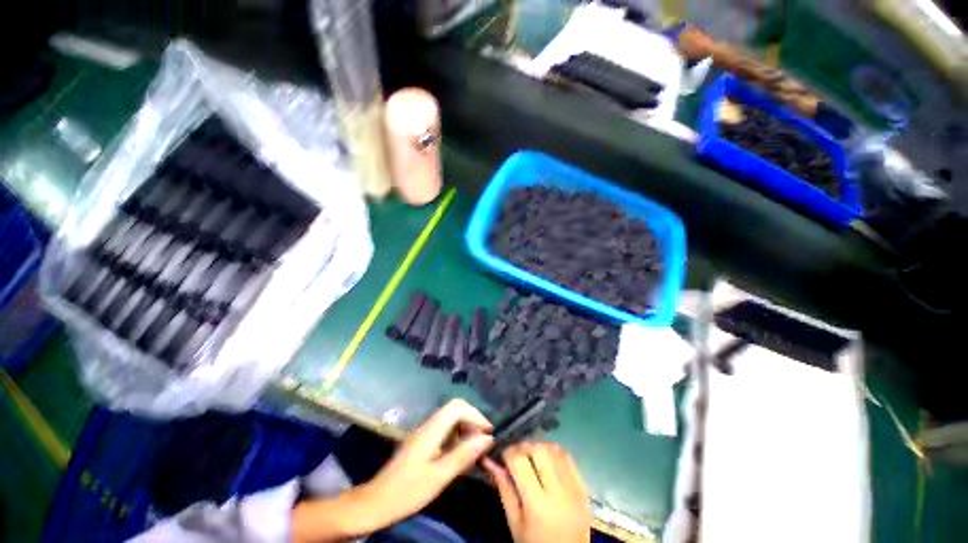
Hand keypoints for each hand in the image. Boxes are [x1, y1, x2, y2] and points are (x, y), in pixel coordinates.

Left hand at [360, 399, 493, 526]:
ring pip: (450, 419)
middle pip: (454, 409)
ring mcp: (424, 433)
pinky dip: (457, 436)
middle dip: (472, 420)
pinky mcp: (422, 442)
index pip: (457, 407)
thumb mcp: (439, 477)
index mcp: (431, 430)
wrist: (375, 503)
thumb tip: (487, 438)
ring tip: (475, 448)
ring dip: (465, 428)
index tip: (488, 433)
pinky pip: (444, 430)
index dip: (475, 415)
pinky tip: (461, 453)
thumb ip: (463, 455)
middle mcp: (428, 426)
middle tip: (483, 440)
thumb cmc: (407, 491)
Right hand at [484, 442, 590, 542]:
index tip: (503, 456)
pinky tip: (546, 458)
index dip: (508, 452)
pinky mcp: (583, 487)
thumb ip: (504, 489)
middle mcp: (558, 492)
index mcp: (537, 504)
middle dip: (524, 447)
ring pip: (554, 450)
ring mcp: (574, 488)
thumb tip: (490, 462)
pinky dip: (554, 452)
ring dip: (539, 446)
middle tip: (516, 454)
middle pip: (539, 450)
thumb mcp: (515, 523)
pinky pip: (568, 457)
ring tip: (530, 455)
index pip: (520, 461)